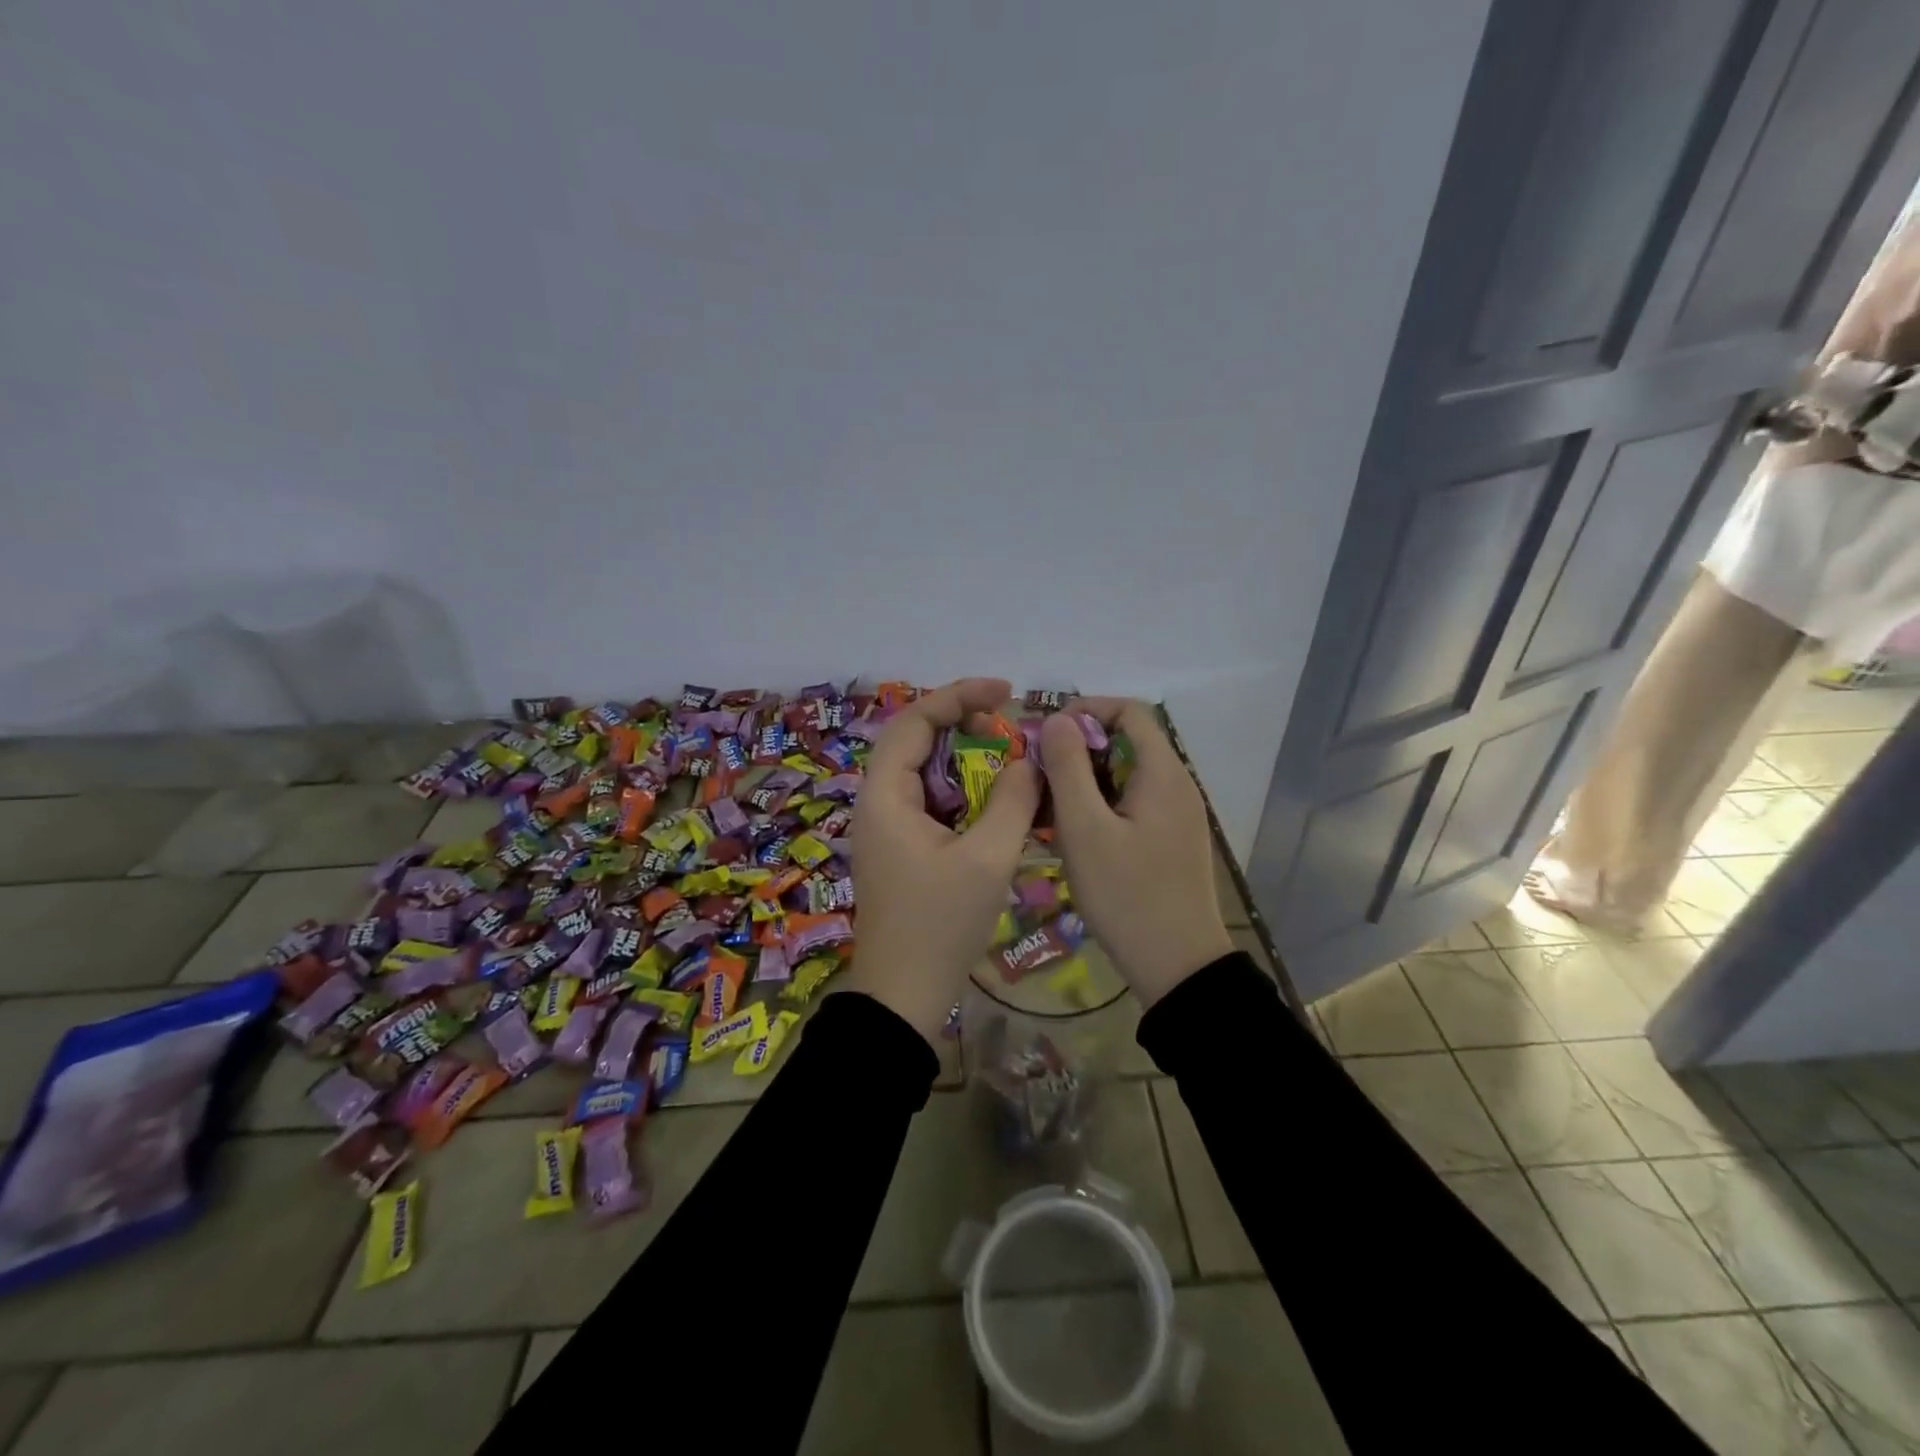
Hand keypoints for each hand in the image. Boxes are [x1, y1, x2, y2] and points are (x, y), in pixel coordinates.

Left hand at [845, 677, 1041, 1039]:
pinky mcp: (902, 848)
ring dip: (967, 761)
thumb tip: (1028, 762)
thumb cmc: (940, 925)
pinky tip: (996, 803)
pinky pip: (932, 802)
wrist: (903, 996)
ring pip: (927, 773)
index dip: (959, 696)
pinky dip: (964, 793)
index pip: (915, 721)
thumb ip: (1012, 802)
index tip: (1005, 691)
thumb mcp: (987, 859)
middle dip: (965, 726)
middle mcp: (878, 802)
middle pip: (918, 741)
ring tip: (1010, 762)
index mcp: (885, 795)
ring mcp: (888, 827)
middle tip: (1011, 728)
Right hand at [1041, 699, 1232, 1006]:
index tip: (1045, 733)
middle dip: (1078, 749)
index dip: (1085, 710)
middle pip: (1126, 742)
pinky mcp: (1171, 840)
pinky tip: (1073, 835)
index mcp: (1163, 772)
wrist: (1179, 967)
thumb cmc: (1127, 895)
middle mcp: (1177, 784)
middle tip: (1037, 775)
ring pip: (1126, 776)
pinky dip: (1100, 806)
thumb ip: (1068, 767)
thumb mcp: (1084, 829)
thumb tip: (1057, 719)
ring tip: (1047, 808)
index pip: (1129, 711)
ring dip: (1085, 781)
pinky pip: (1132, 804)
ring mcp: (1177, 814)